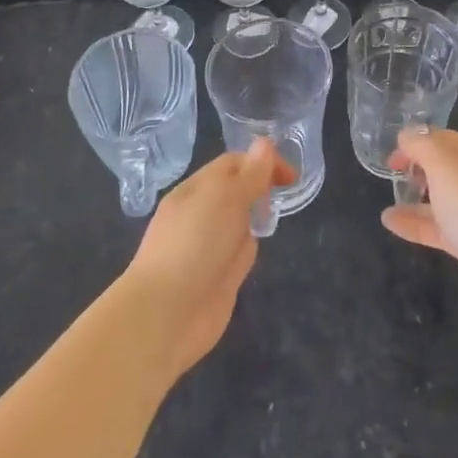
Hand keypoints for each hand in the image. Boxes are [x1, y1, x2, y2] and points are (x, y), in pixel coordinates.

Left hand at [121, 139, 296, 377]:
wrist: (167, 314)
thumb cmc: (194, 244)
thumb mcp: (225, 199)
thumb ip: (249, 174)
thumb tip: (265, 143)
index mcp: (196, 189)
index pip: (233, 164)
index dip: (262, 162)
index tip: (291, 176)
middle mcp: (201, 214)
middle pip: (237, 190)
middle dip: (260, 187)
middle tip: (285, 191)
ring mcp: (209, 246)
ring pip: (240, 221)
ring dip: (255, 216)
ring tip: (274, 213)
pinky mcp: (218, 277)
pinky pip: (240, 252)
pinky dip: (250, 248)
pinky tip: (258, 251)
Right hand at [381, 127, 457, 333]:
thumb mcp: (444, 166)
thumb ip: (421, 145)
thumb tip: (407, 135)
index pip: (446, 138)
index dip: (416, 142)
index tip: (391, 157)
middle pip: (447, 168)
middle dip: (418, 170)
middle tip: (392, 177)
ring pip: (445, 200)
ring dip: (416, 199)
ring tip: (388, 206)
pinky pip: (444, 228)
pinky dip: (420, 224)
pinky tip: (393, 224)